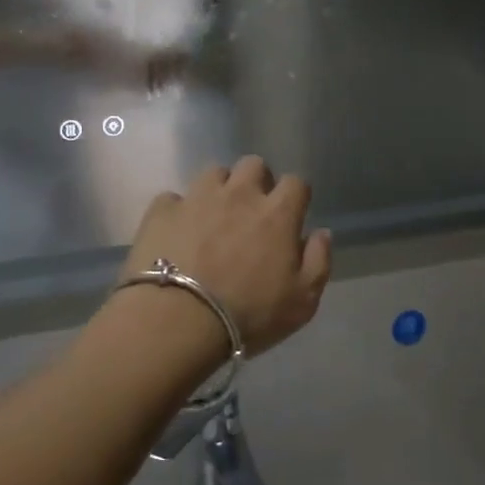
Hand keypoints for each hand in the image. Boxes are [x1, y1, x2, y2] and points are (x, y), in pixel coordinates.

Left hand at [123, 156, 332, 356]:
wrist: (178, 320)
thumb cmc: (248, 314)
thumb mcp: (302, 301)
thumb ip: (318, 262)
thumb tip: (321, 233)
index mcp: (277, 213)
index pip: (296, 182)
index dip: (294, 196)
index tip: (290, 215)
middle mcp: (239, 194)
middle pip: (253, 165)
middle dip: (257, 182)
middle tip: (251, 212)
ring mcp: (197, 197)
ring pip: (213, 172)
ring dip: (219, 189)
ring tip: (213, 217)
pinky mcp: (162, 210)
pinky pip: (173, 198)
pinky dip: (179, 211)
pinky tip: (177, 232)